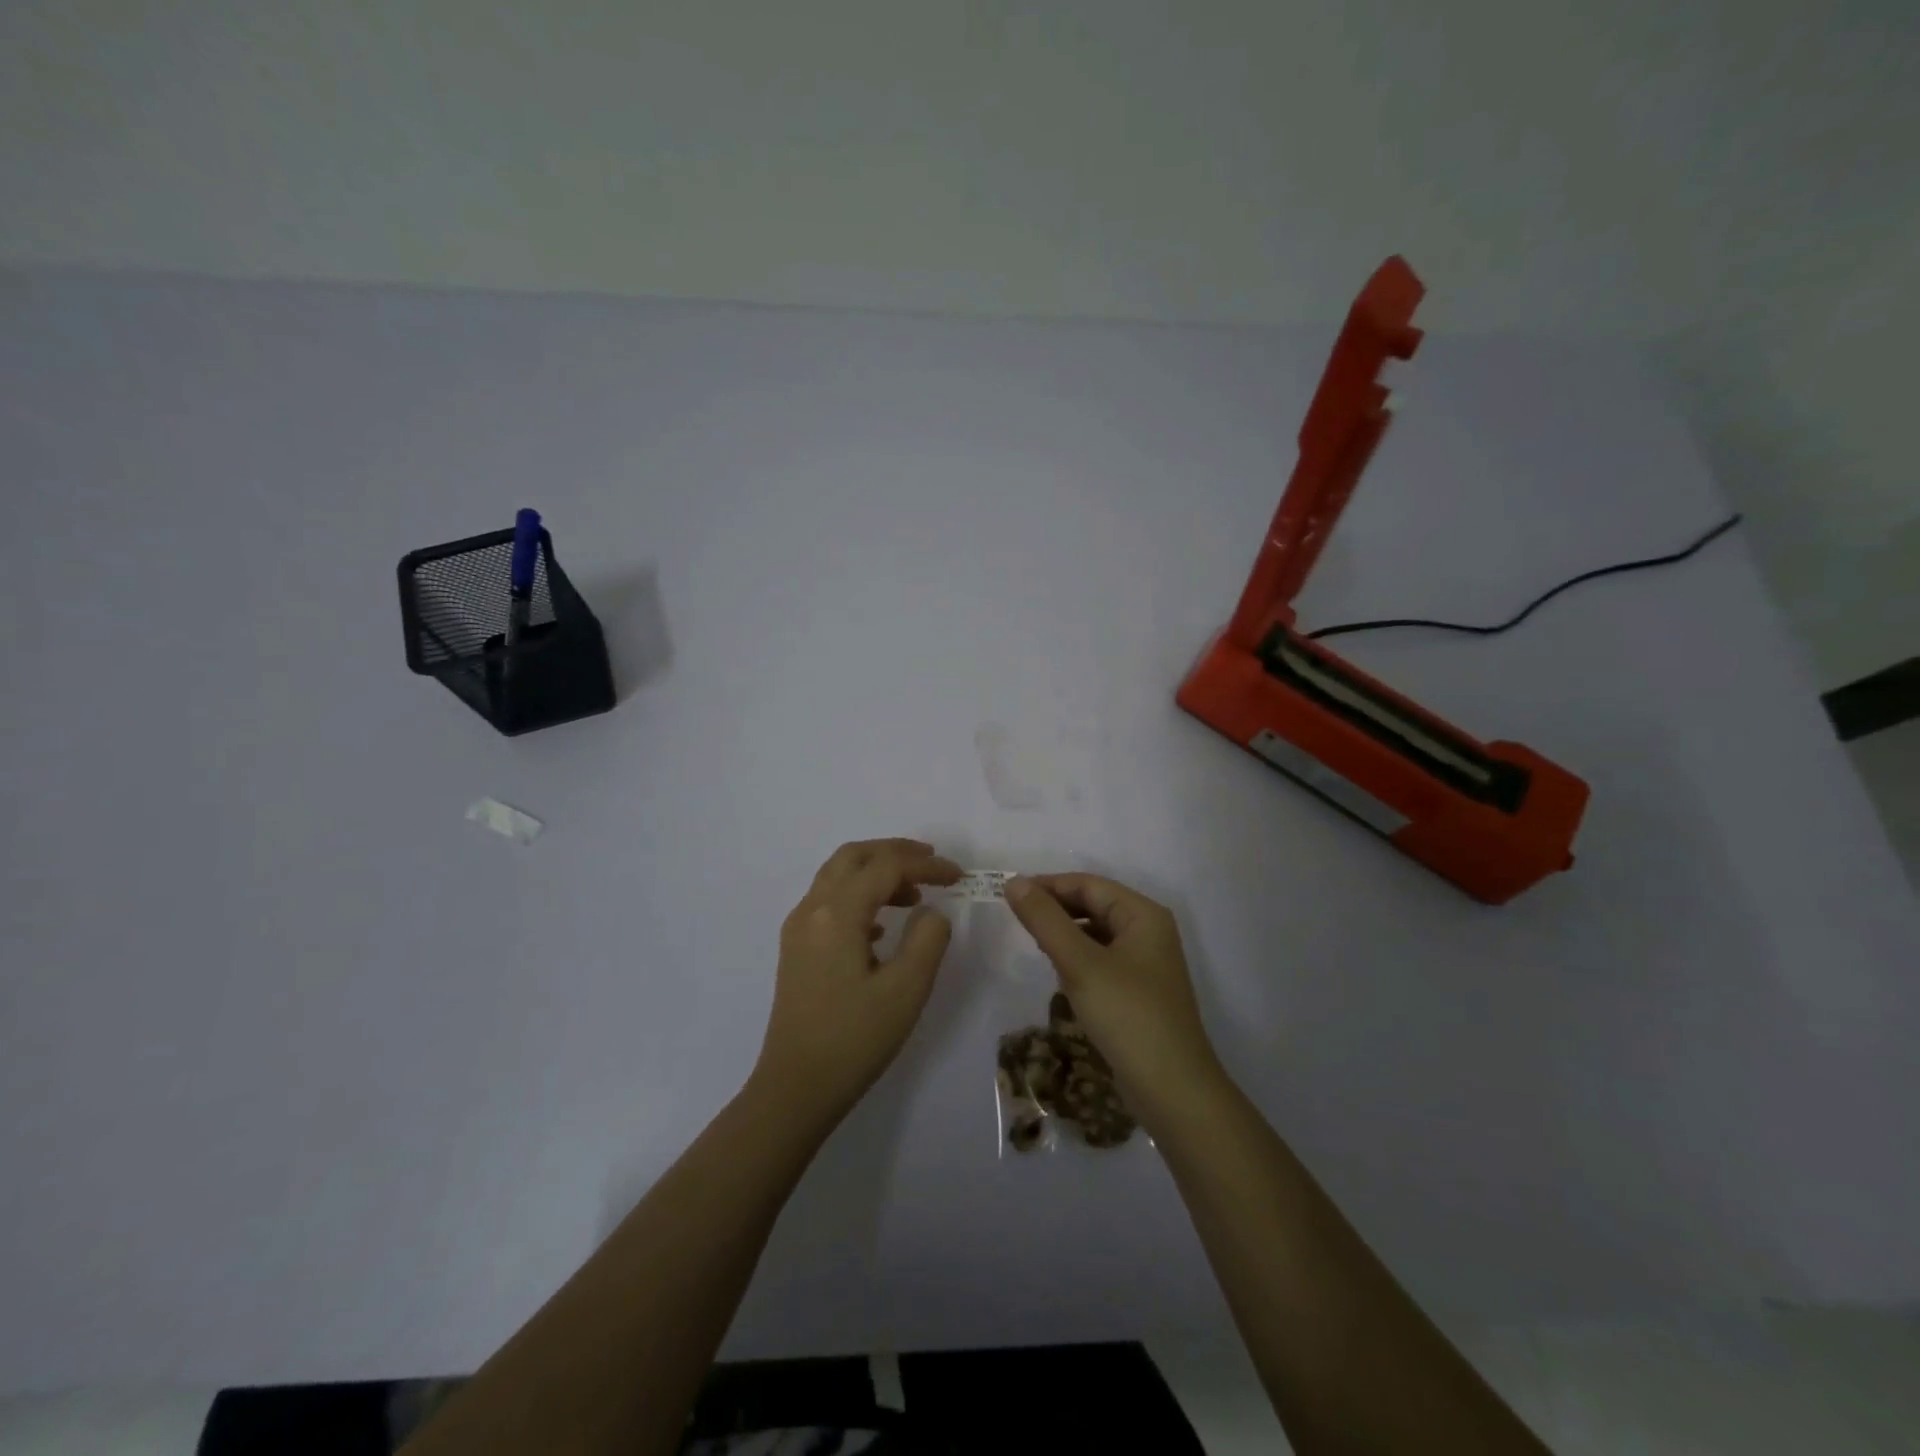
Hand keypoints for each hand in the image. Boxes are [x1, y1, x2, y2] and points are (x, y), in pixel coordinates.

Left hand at [752, 838, 961, 1125]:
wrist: (795, 1088)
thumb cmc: (854, 1039)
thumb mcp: (906, 990)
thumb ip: (928, 939)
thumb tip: (930, 911)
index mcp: (837, 913)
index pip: (886, 867)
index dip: (926, 866)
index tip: (959, 877)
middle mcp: (811, 909)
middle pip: (854, 857)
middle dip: (895, 852)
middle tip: (932, 863)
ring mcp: (798, 929)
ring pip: (838, 876)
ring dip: (876, 873)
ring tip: (914, 895)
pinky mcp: (796, 949)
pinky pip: (829, 902)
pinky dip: (859, 896)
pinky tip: (883, 927)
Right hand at [1005, 874, 1222, 1122]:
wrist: (1173, 1092)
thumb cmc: (1128, 1016)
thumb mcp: (1080, 964)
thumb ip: (1045, 920)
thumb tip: (1013, 882)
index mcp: (1143, 914)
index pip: (1088, 884)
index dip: (1048, 885)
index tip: (1009, 895)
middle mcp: (1149, 931)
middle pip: (1094, 905)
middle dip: (1056, 909)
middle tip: (1016, 920)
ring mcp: (1146, 963)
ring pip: (1096, 933)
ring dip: (1065, 934)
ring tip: (1034, 944)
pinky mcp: (1139, 991)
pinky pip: (1101, 960)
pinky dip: (1078, 959)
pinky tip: (1059, 974)